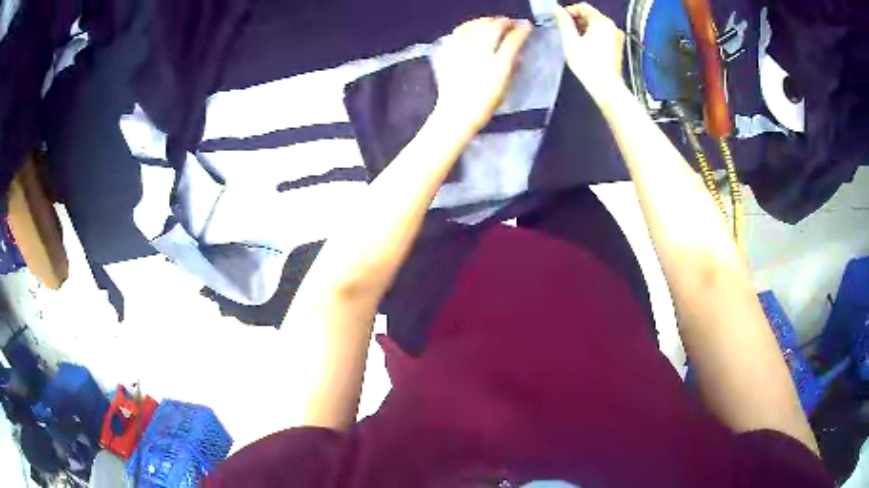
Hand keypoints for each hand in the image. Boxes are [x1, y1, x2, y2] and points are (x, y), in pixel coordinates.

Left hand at [433, 17, 531, 134]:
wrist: (456, 113)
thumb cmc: (484, 104)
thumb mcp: (505, 87)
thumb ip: (512, 67)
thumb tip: (518, 54)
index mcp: (498, 65)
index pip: (514, 39)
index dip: (522, 29)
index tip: (526, 26)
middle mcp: (480, 54)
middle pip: (493, 27)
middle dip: (503, 21)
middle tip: (508, 22)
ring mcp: (461, 51)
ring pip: (474, 26)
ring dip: (485, 21)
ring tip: (490, 21)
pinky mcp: (447, 52)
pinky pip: (457, 33)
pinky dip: (466, 27)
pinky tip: (470, 28)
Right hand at [554, 3, 625, 97]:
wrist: (607, 87)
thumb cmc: (588, 64)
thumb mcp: (570, 40)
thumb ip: (563, 21)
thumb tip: (557, 9)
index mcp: (601, 22)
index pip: (583, 7)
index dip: (569, 11)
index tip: (560, 20)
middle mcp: (612, 26)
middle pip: (591, 15)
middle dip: (577, 20)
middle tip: (565, 30)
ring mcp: (617, 36)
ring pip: (597, 25)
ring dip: (584, 28)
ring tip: (574, 40)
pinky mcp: (618, 46)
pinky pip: (603, 34)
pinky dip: (593, 36)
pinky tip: (585, 46)